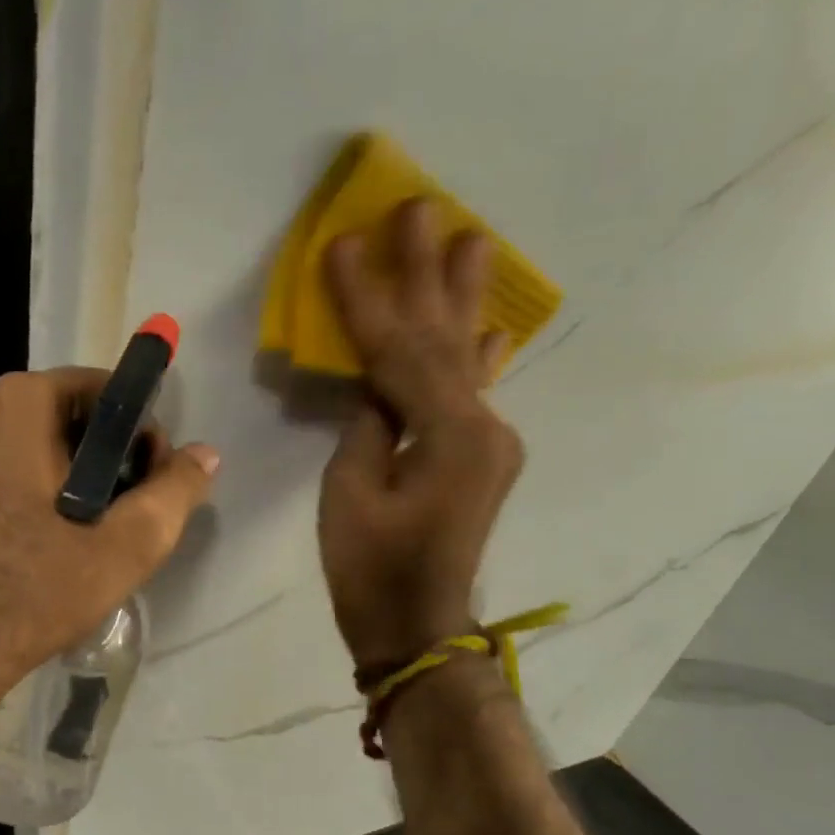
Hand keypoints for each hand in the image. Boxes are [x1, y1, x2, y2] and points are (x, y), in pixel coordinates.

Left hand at [0, 367, 218, 705]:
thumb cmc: (36, 590)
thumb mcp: (126, 545)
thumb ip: (175, 491)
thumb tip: (205, 455)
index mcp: (18, 405)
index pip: (105, 392)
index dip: (141, 434)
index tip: (150, 483)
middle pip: (70, 420)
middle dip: (109, 460)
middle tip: (126, 517)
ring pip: (39, 452)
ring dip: (76, 483)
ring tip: (92, 537)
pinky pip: (10, 476)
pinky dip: (40, 497)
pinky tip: (51, 546)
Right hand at [317, 199, 522, 674]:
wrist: (415, 628)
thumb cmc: (371, 570)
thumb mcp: (349, 496)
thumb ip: (365, 429)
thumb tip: (375, 389)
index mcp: (450, 432)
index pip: (400, 350)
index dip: (368, 297)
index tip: (346, 242)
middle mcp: (484, 425)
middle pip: (445, 337)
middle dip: (428, 273)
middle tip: (423, 206)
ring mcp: (488, 442)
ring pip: (464, 359)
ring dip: (461, 300)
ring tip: (471, 239)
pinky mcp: (479, 459)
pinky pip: (472, 393)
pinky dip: (475, 356)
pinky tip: (489, 326)